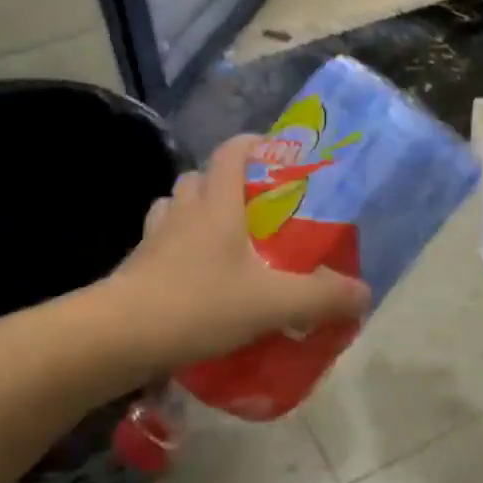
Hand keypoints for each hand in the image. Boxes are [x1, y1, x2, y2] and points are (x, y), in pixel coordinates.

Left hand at [111, 135, 371, 369]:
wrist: (118, 338)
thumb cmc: (197, 305)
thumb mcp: (271, 303)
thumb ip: (320, 298)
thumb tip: (364, 294)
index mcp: (216, 205)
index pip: (231, 153)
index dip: (252, 145)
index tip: (274, 153)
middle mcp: (182, 212)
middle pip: (199, 178)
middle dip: (224, 185)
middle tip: (253, 210)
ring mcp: (152, 239)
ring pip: (175, 209)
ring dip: (195, 216)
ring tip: (222, 242)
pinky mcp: (136, 268)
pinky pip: (159, 245)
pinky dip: (176, 250)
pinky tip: (194, 279)